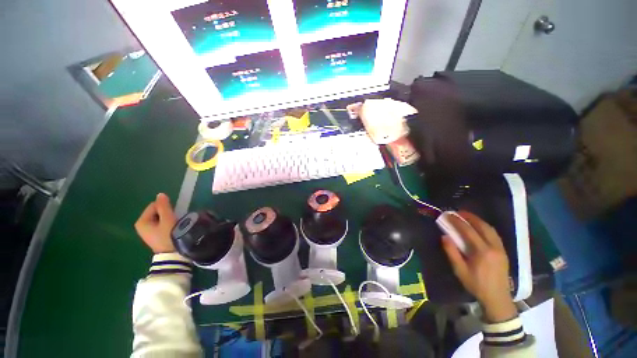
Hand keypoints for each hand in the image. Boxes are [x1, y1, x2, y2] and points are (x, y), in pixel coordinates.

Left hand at [134, 193, 176, 253]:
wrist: (172, 254)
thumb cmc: (168, 235)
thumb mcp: (167, 219)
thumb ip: (164, 206)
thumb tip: (160, 194)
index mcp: (141, 221)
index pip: (154, 205)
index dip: (165, 207)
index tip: (172, 214)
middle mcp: (141, 226)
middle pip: (156, 211)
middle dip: (165, 213)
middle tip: (173, 220)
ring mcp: (147, 232)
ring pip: (159, 218)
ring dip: (167, 219)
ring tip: (174, 225)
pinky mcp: (153, 236)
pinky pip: (160, 224)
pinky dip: (166, 224)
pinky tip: (171, 229)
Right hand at [441, 211, 516, 322]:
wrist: (497, 298)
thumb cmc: (476, 285)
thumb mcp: (460, 270)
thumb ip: (452, 252)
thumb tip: (445, 236)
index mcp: (482, 252)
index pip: (469, 231)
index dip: (457, 221)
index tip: (448, 215)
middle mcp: (494, 247)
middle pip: (483, 226)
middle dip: (470, 217)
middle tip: (459, 212)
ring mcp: (501, 249)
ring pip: (491, 229)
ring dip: (479, 221)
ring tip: (468, 217)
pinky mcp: (503, 252)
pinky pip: (494, 234)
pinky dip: (485, 227)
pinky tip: (479, 228)